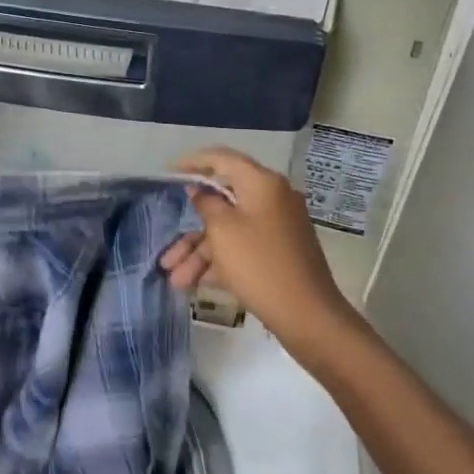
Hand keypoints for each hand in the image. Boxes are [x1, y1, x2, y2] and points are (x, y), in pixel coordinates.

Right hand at [159, 148, 356, 362]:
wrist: (307, 314)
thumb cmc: (259, 264)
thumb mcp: (222, 231)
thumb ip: (206, 204)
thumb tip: (200, 190)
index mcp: (262, 183)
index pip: (222, 159)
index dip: (193, 162)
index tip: (169, 171)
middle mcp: (272, 198)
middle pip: (222, 203)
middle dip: (190, 228)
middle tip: (167, 246)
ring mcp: (277, 227)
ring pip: (229, 230)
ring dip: (199, 253)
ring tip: (175, 280)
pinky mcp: (278, 252)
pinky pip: (242, 247)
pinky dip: (219, 261)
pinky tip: (195, 284)